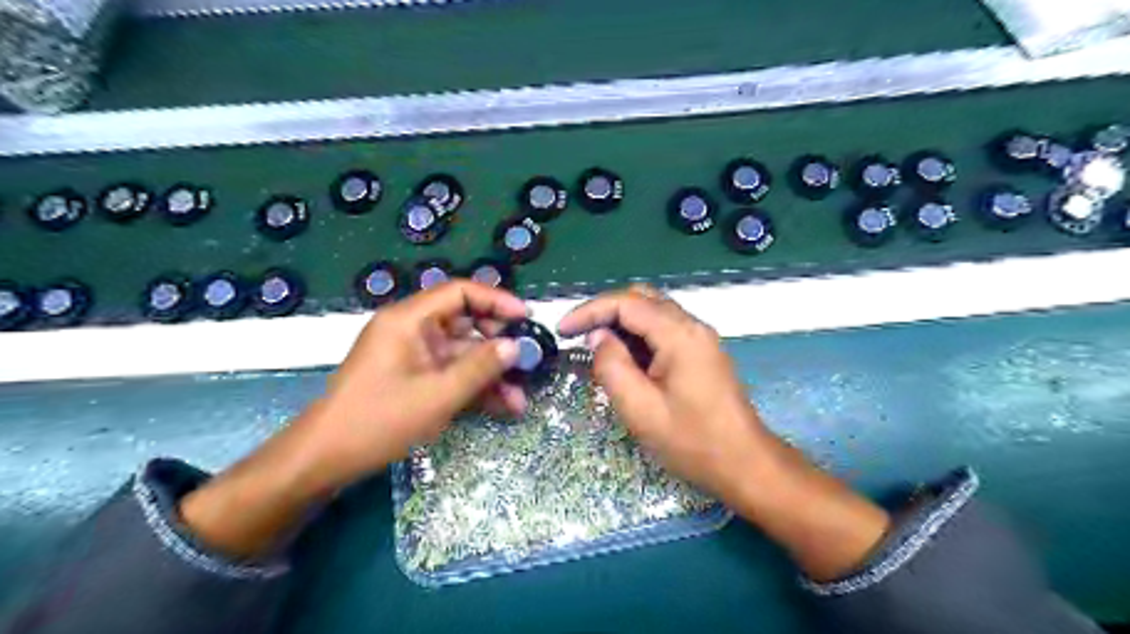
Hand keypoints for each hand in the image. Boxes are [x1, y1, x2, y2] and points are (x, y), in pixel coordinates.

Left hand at [301, 283, 527, 489]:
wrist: (325, 459)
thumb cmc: (378, 420)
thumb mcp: (437, 395)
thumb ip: (479, 368)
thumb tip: (515, 346)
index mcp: (409, 320)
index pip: (459, 292)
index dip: (496, 300)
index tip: (526, 318)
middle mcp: (413, 331)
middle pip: (466, 324)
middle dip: (499, 345)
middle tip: (529, 362)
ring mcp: (414, 356)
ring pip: (463, 354)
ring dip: (492, 374)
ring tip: (521, 399)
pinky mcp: (415, 378)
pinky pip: (452, 374)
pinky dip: (475, 387)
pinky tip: (502, 407)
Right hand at [555, 285, 777, 498]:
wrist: (745, 463)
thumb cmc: (692, 441)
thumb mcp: (640, 409)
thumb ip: (612, 366)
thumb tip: (598, 337)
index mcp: (679, 334)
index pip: (627, 303)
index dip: (590, 311)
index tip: (562, 330)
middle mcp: (692, 326)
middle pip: (641, 298)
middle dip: (605, 311)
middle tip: (578, 335)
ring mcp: (700, 338)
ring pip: (653, 312)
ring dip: (621, 323)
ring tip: (595, 348)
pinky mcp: (701, 352)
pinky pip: (663, 330)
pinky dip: (638, 336)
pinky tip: (624, 358)